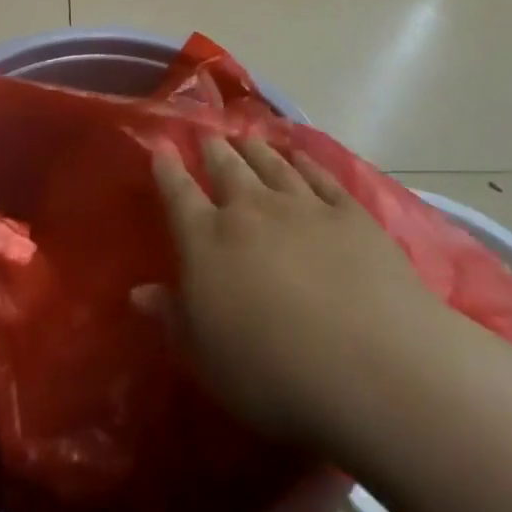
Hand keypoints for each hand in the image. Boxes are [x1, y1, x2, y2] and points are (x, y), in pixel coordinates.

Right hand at [150, 135, 437, 445]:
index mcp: (208, 241)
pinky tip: (299, 156)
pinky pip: (319, 175)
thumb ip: (173, 318)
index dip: (167, 168)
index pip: (178, 193)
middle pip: (226, 167)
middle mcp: (250, 209)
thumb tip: (138, 292)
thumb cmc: (275, 375)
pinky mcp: (348, 212)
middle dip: (212, 149)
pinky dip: (304, 161)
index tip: (161, 146)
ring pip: (270, 163)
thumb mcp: (208, 360)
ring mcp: (302, 205)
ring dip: (254, 148)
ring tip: (245, 137)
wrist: (373, 368)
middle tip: (207, 136)